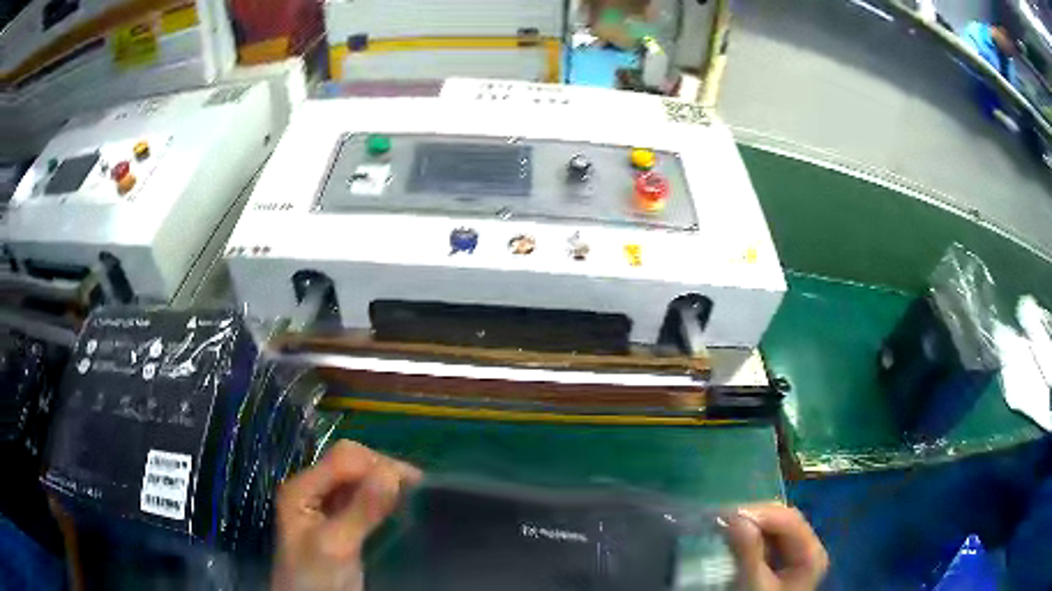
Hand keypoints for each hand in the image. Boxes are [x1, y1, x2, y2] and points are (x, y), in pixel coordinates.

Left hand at [272, 441, 420, 590]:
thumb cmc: (316, 578)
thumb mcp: (337, 545)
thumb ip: (361, 510)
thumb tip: (392, 472)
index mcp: (302, 488)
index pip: (343, 458)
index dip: (377, 464)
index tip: (415, 483)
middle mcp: (314, 490)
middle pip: (352, 464)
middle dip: (383, 471)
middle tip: (418, 491)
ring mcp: (327, 506)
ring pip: (361, 480)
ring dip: (386, 485)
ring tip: (414, 498)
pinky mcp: (342, 522)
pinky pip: (365, 499)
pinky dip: (384, 499)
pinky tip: (400, 508)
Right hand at [724, 503, 827, 590]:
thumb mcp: (753, 586)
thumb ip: (748, 554)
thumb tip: (735, 518)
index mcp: (811, 554)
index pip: (789, 520)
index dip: (759, 513)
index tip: (724, 515)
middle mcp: (808, 549)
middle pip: (783, 521)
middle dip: (753, 516)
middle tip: (720, 519)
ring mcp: (796, 556)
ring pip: (773, 529)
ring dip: (749, 525)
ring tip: (722, 526)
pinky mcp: (781, 564)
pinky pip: (766, 542)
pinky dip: (749, 537)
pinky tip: (732, 538)